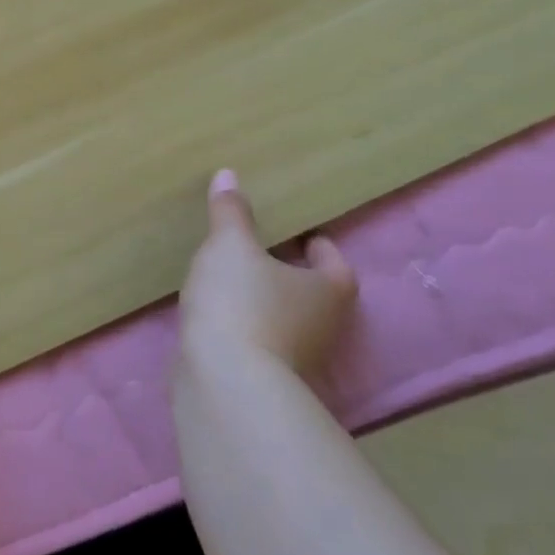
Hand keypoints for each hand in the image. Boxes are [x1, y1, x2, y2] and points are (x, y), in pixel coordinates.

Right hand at [178, 169, 356, 378]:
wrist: (225, 380)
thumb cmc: (241, 301)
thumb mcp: (230, 245)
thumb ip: (230, 212)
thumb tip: (229, 175)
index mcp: (328, 290)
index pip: (335, 263)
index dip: (319, 246)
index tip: (299, 234)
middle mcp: (324, 327)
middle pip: (314, 294)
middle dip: (291, 274)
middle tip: (261, 251)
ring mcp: (299, 360)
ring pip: (287, 320)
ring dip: (268, 303)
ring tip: (235, 279)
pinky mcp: (267, 380)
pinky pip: (261, 342)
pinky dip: (247, 327)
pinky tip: (220, 314)